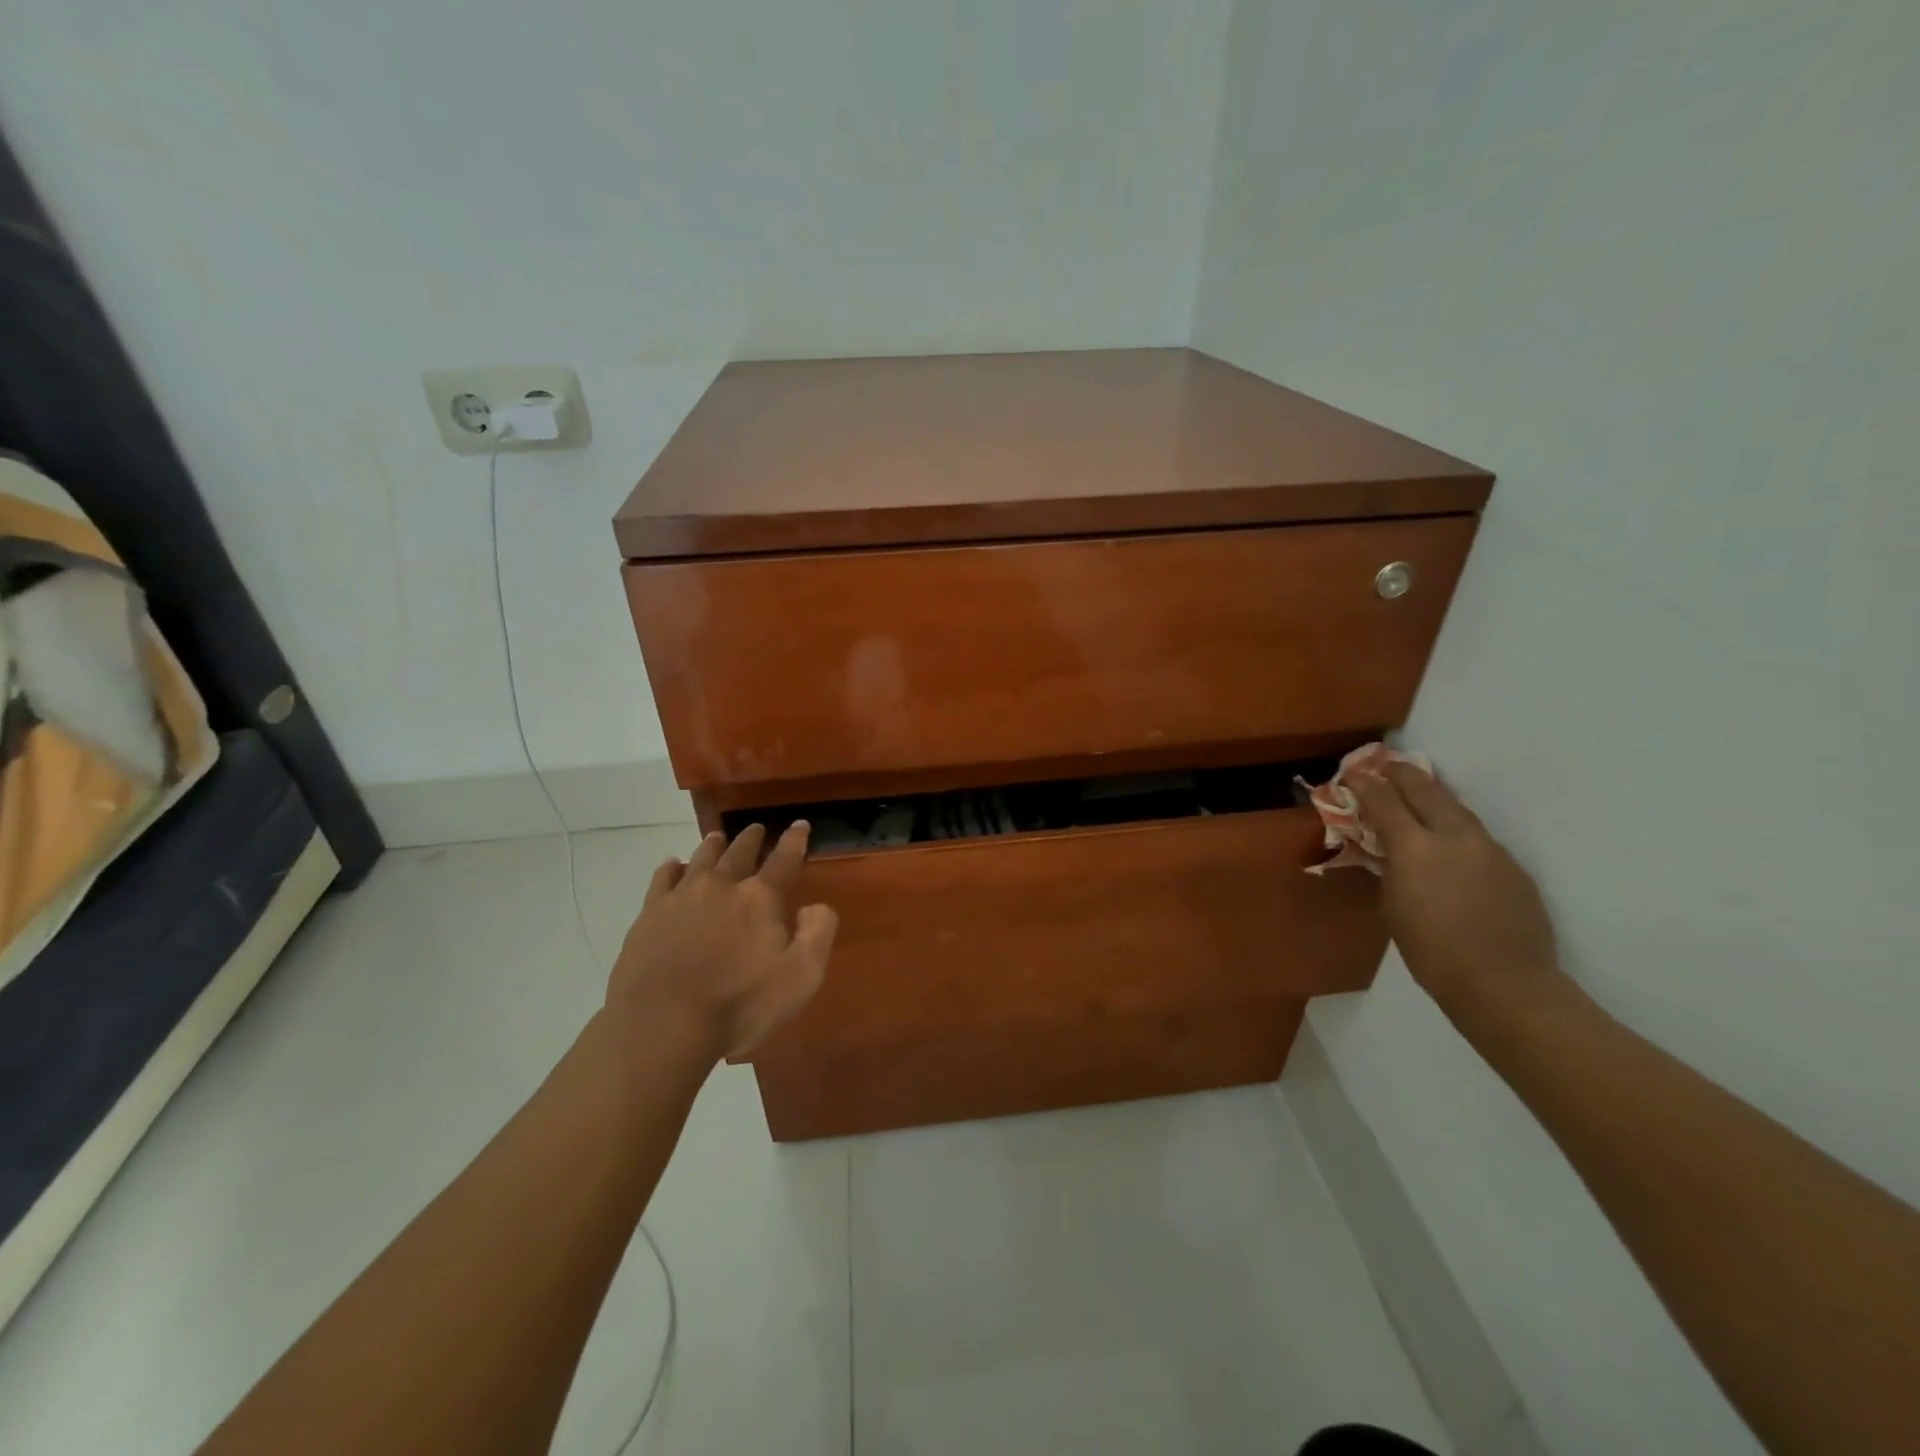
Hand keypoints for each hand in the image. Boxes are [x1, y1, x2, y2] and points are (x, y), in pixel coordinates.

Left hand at [607, 822, 838, 1059]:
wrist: (661, 1027)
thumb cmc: (739, 1006)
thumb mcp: (800, 978)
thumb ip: (817, 934)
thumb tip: (815, 906)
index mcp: (760, 899)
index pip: (784, 859)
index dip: (795, 841)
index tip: (800, 825)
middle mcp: (721, 886)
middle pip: (739, 852)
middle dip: (752, 838)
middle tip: (757, 829)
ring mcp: (681, 898)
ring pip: (700, 859)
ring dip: (713, 846)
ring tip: (717, 838)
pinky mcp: (649, 915)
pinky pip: (662, 879)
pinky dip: (671, 868)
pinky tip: (672, 866)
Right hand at [1349, 763, 1570, 1021]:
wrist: (1505, 983)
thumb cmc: (1431, 952)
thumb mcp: (1393, 905)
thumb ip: (1391, 868)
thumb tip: (1391, 851)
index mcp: (1415, 847)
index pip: (1384, 800)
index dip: (1364, 782)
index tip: (1352, 773)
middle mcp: (1454, 836)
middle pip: (1425, 788)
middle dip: (1402, 774)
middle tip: (1386, 767)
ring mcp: (1490, 848)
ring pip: (1457, 808)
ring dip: (1433, 798)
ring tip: (1419, 796)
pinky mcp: (1513, 866)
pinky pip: (1478, 837)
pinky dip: (1458, 831)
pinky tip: (1452, 847)